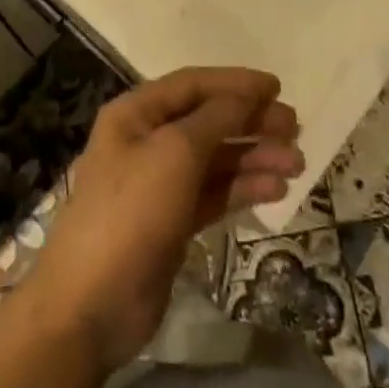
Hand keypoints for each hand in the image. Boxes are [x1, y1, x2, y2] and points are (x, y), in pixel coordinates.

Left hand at [22, 68, 303, 370]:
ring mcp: (159, 184)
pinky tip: (275, 189)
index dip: (235, 83)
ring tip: (296, 164)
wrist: (92, 304)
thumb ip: (215, 118)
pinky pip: (214, 193)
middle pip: (207, 120)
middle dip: (250, 120)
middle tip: (294, 128)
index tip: (277, 87)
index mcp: (136, 114)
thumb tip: (245, 95)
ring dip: (254, 156)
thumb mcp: (175, 152)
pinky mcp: (173, 222)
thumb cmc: (131, 211)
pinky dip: (243, 188)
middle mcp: (146, 141)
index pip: (192, 84)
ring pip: (215, 159)